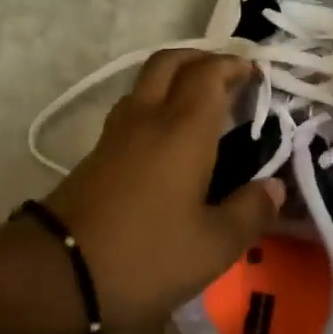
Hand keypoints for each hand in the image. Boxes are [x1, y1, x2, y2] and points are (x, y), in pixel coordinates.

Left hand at [43, 51, 284, 331]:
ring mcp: (115, 135)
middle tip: (227, 76)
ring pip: (145, 83)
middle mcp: (147, 119)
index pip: (208, 74)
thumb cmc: (145, 257)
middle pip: (169, 62)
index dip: (233, 65)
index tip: (255, 73)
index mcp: (182, 130)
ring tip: (200, 104)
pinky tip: (167, 139)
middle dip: (200, 58)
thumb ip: (250, 212)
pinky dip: (155, 105)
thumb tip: (275, 187)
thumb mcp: (213, 247)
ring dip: (174, 79)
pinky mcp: (95, 156)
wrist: (57, 275)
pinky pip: (131, 111)